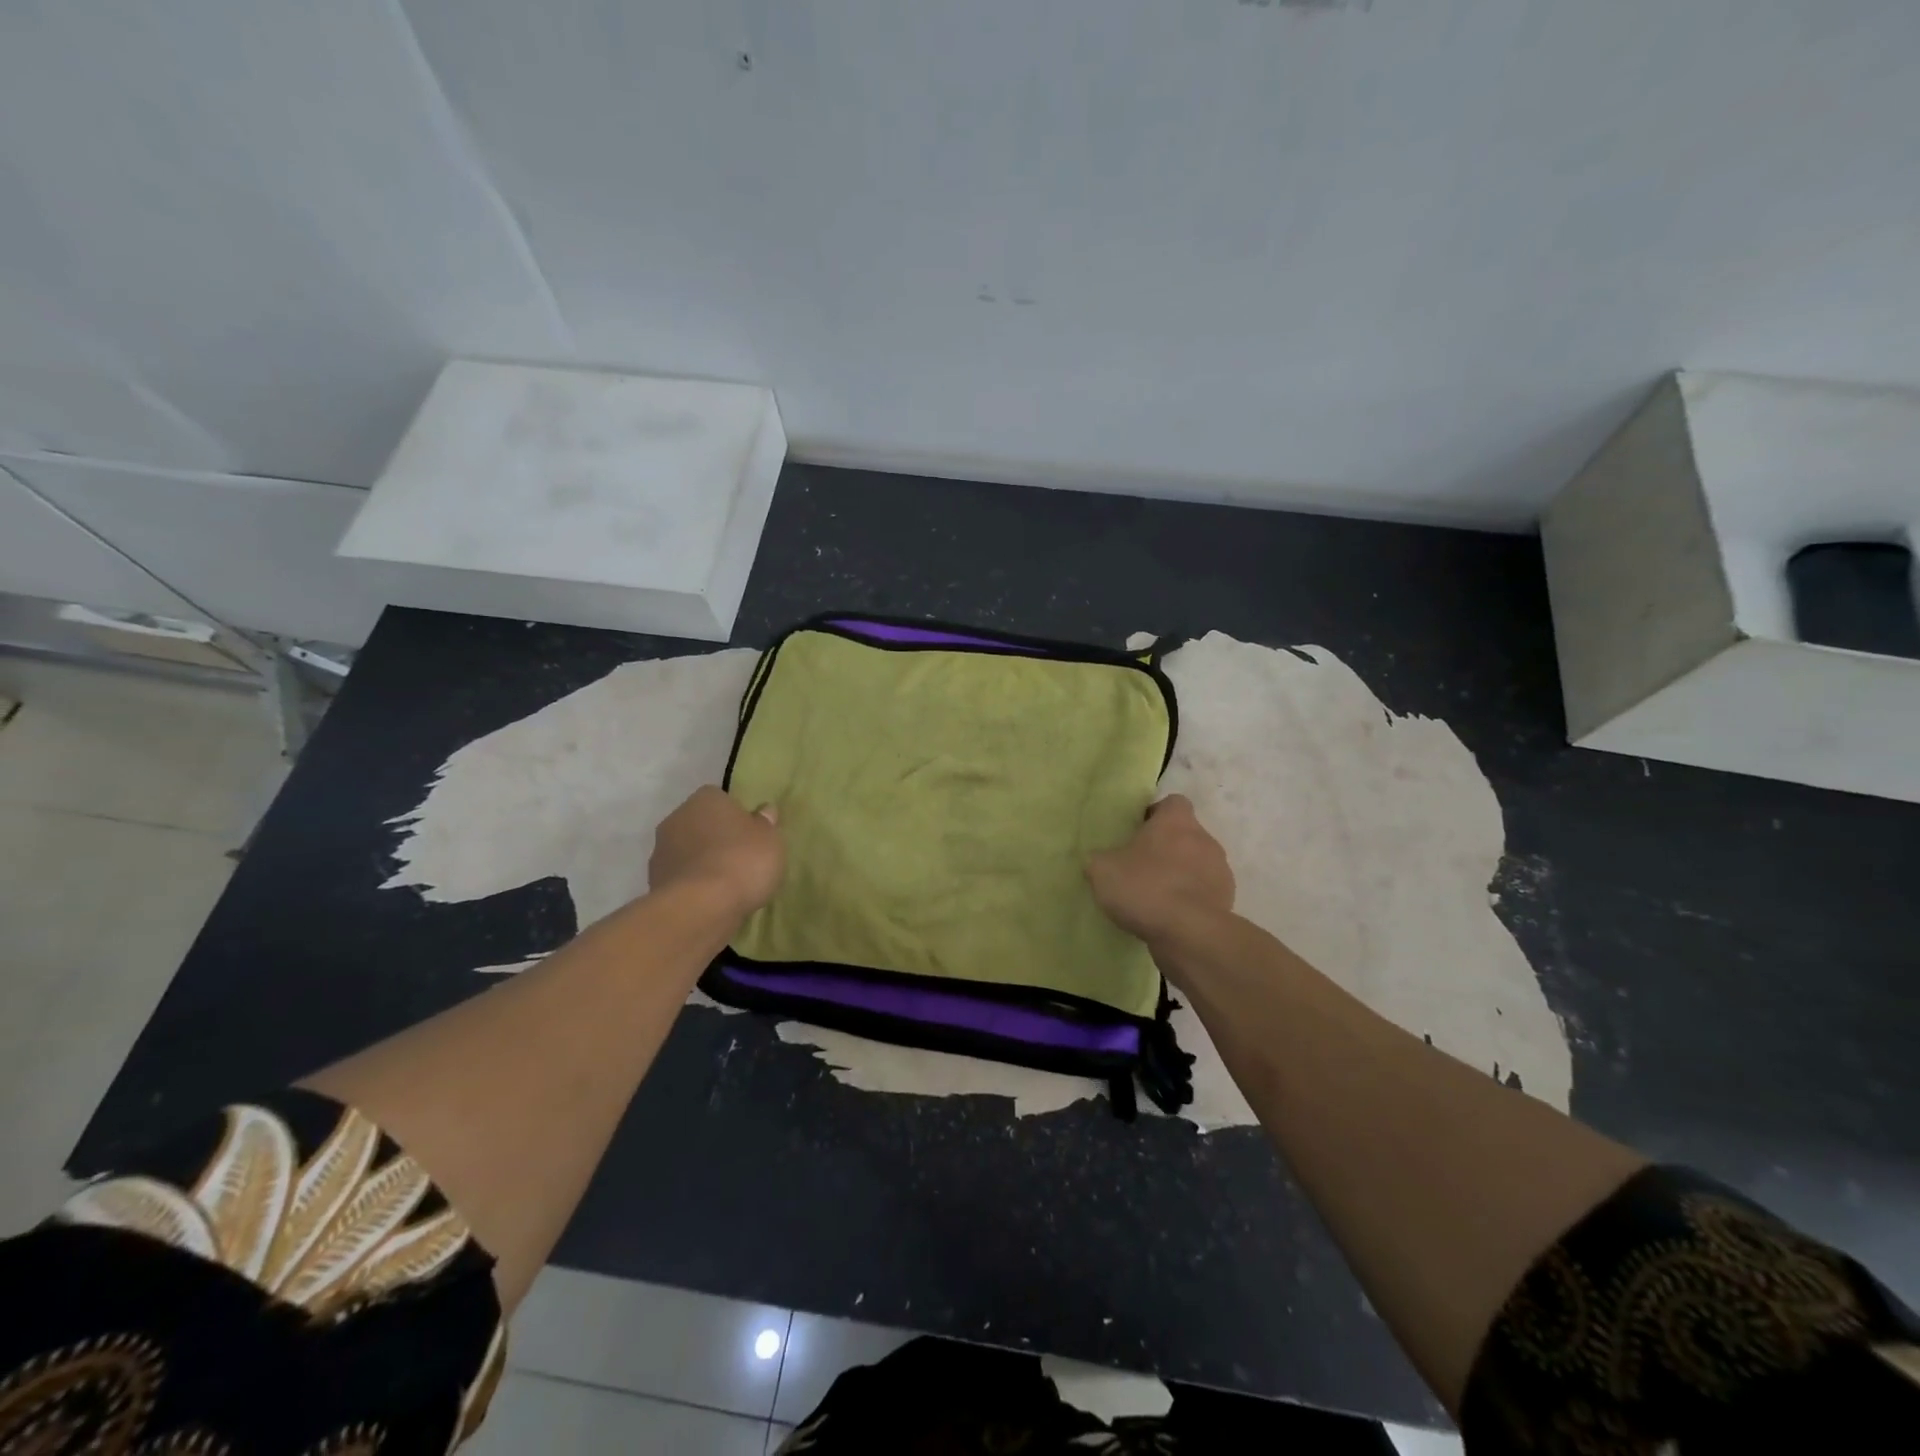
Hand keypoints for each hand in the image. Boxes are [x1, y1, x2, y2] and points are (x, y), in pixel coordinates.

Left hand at [648, 787, 784, 921]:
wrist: (700, 908)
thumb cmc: (742, 861)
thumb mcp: (770, 839)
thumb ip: (765, 823)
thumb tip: (764, 811)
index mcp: (705, 799)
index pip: (721, 799)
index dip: (737, 817)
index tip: (751, 835)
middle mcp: (677, 818)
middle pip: (701, 824)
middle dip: (717, 838)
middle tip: (741, 859)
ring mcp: (661, 851)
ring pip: (688, 852)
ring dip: (703, 863)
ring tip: (727, 885)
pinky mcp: (654, 882)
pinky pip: (682, 878)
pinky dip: (694, 885)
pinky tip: (711, 901)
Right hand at [1086, 795, 1234, 948]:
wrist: (1188, 933)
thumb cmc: (1144, 887)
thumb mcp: (1102, 870)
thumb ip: (1100, 859)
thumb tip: (1101, 860)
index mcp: (1176, 821)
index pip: (1172, 803)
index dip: (1155, 815)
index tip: (1138, 832)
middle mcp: (1204, 839)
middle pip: (1185, 835)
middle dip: (1167, 848)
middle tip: (1141, 867)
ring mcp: (1220, 870)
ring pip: (1197, 864)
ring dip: (1180, 874)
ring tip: (1156, 897)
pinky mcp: (1227, 900)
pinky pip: (1205, 892)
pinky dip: (1191, 900)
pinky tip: (1171, 917)